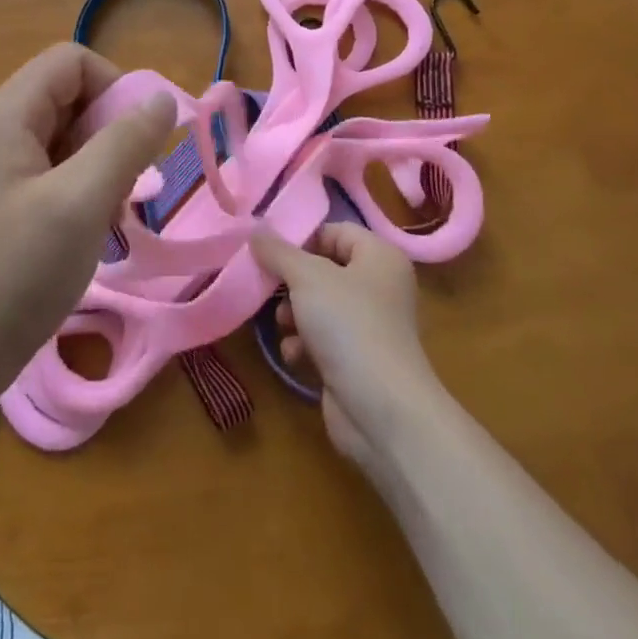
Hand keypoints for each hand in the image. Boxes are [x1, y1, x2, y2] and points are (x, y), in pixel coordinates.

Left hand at [0, 44, 174, 427]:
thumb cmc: (15, 275)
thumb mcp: (83, 203)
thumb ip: (126, 142)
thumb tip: (161, 98)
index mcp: (1, 113)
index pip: (71, 61)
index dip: (115, 88)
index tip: (139, 143)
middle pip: (63, 97)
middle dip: (106, 133)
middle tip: (123, 191)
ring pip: (56, 136)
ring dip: (92, 165)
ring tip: (103, 218)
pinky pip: (39, 168)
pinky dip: (71, 187)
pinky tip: (79, 232)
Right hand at [253, 223, 442, 466]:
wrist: (382, 409)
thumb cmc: (349, 325)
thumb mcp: (306, 276)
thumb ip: (277, 250)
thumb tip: (255, 228)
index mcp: (380, 257)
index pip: (335, 231)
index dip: (302, 239)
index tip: (269, 252)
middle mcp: (380, 286)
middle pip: (324, 269)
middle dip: (292, 281)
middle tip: (267, 287)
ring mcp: (370, 325)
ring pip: (320, 306)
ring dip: (294, 314)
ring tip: (282, 324)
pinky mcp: (358, 360)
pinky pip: (324, 339)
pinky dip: (304, 344)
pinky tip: (293, 354)